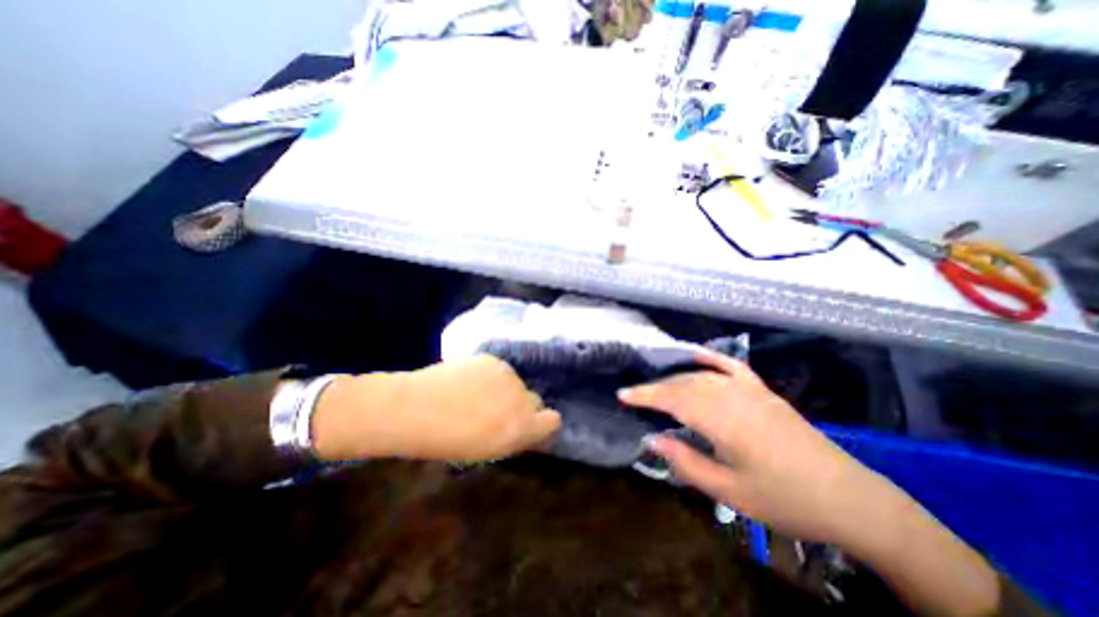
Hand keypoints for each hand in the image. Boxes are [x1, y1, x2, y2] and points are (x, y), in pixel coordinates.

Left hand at [310, 357, 561, 462]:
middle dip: (521, 406)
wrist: (415, 408)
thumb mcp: (487, 450)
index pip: (552, 420)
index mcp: (521, 428)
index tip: (526, 426)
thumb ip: (513, 436)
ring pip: (516, 382)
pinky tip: (469, 381)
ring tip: (477, 396)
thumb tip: (524, 426)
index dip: (541, 423)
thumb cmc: (446, 441)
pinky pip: (501, 370)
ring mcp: (508, 375)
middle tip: (497, 412)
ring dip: (505, 389)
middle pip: (535, 400)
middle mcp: (521, 398)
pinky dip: (491, 376)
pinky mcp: (492, 360)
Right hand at [621, 348, 1001, 615]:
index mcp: (724, 419)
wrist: (852, 501)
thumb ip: (686, 462)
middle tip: (635, 396)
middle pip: (683, 383)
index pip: (672, 398)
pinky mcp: (763, 391)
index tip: (622, 394)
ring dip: (675, 378)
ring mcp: (750, 390)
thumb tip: (652, 439)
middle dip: (655, 388)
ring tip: (657, 388)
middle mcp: (733, 396)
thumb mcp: (730, 492)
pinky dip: (709, 358)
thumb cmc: (786, 501)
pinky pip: (730, 366)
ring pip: (701, 375)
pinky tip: (694, 354)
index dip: (644, 394)